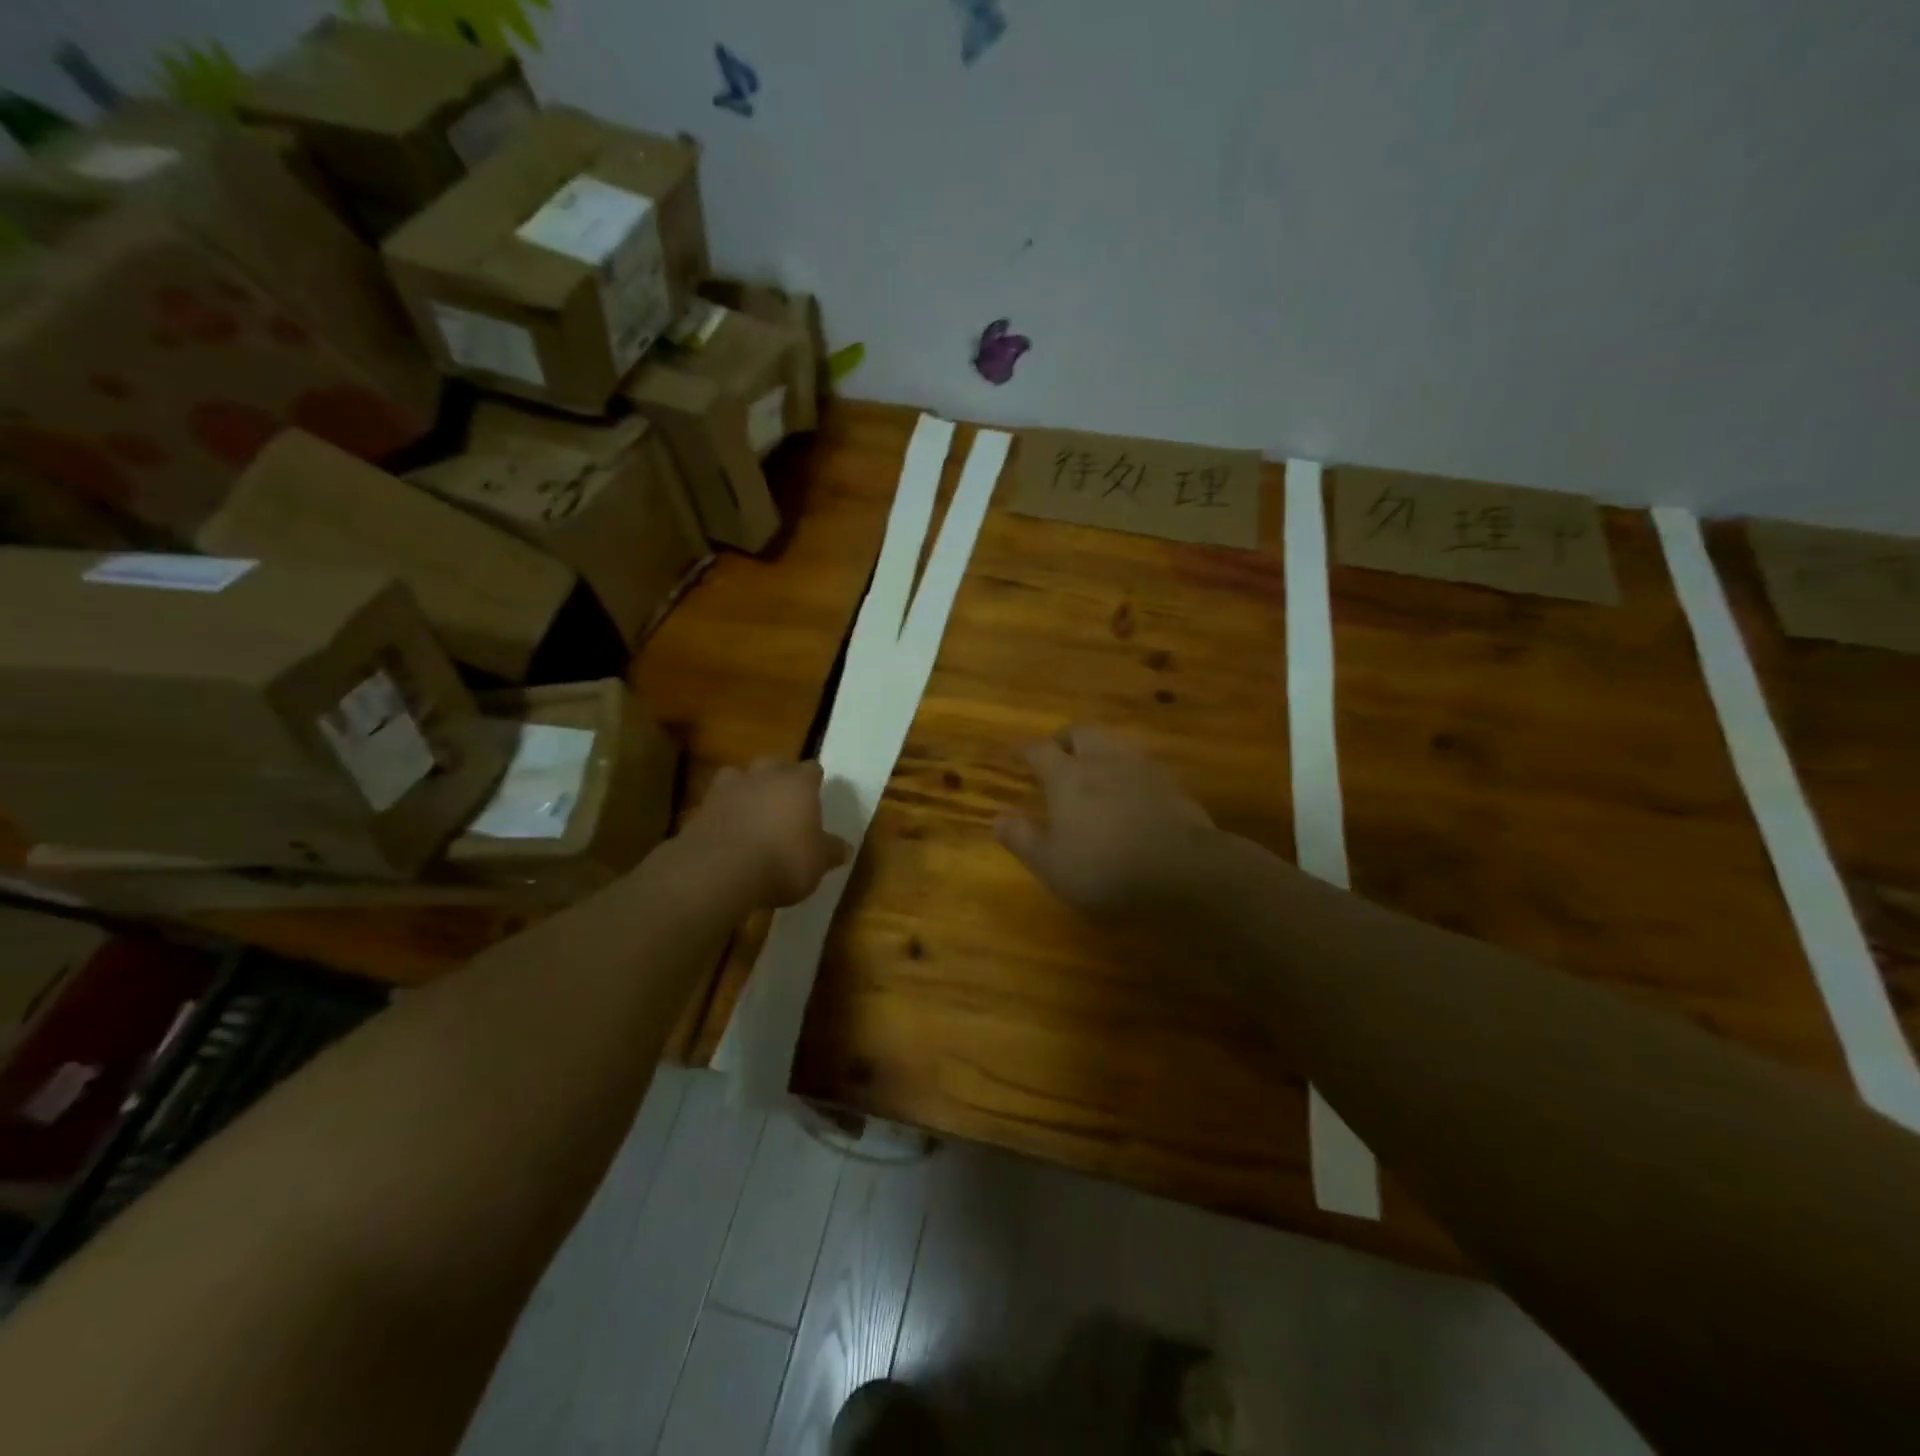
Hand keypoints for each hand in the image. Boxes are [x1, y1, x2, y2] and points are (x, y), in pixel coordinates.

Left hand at [682, 758, 851, 908]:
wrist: (719, 870)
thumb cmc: (782, 861)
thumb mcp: (817, 863)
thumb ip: (831, 852)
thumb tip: (845, 848)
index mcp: (799, 784)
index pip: (812, 769)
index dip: (813, 780)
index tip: (816, 794)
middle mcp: (764, 777)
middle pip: (774, 763)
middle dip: (778, 777)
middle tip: (783, 799)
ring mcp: (728, 789)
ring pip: (739, 775)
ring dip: (745, 788)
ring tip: (750, 809)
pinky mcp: (700, 808)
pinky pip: (716, 802)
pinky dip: (722, 812)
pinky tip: (727, 831)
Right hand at [995, 725, 1215, 913]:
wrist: (1183, 867)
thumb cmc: (1105, 866)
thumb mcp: (1052, 864)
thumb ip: (1022, 839)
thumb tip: (998, 818)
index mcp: (1067, 776)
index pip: (1039, 750)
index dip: (1024, 749)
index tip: (1015, 752)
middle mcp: (1102, 760)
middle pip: (1081, 732)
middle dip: (1065, 738)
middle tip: (1058, 752)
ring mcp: (1141, 766)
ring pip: (1115, 741)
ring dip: (1099, 747)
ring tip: (1094, 764)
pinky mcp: (1170, 782)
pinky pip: (1142, 762)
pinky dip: (1128, 767)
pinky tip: (1131, 786)